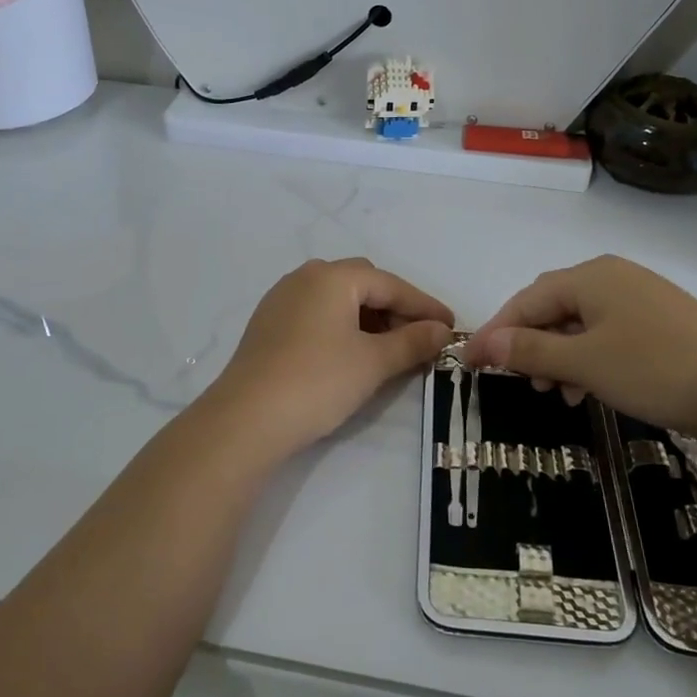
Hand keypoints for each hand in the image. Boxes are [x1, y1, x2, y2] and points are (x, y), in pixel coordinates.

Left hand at [205, 258, 453, 459]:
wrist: (246, 419)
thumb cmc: (318, 382)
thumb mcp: (373, 362)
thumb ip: (412, 341)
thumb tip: (441, 330)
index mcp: (332, 277)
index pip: (390, 284)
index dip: (424, 306)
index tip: (451, 326)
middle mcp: (305, 277)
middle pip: (363, 283)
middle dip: (395, 307)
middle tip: (418, 338)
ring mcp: (282, 299)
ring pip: (337, 298)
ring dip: (368, 317)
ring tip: (388, 348)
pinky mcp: (268, 324)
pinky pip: (316, 313)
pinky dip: (341, 326)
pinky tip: (350, 353)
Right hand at [463, 255, 696, 452]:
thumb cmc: (656, 368)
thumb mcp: (585, 362)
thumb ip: (530, 350)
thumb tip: (483, 343)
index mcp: (589, 277)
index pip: (526, 300)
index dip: (496, 332)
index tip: (470, 364)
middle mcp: (610, 278)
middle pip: (551, 308)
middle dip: (528, 345)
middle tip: (516, 381)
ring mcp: (637, 299)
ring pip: (578, 325)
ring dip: (557, 356)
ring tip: (552, 393)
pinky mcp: (657, 323)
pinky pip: (604, 335)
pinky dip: (586, 359)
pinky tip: (585, 390)